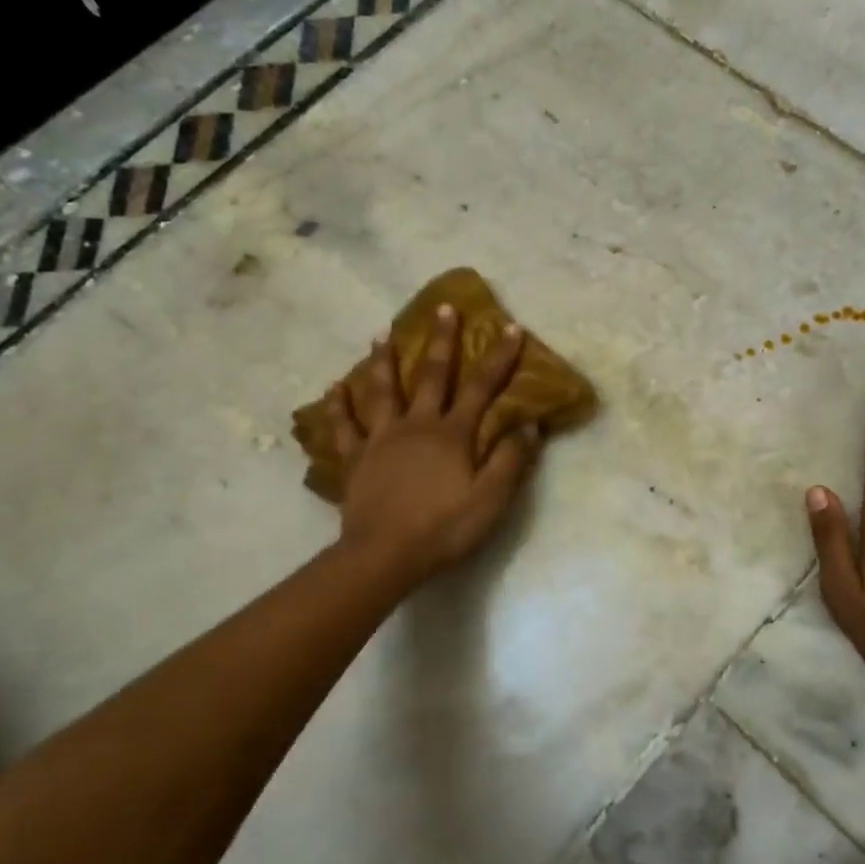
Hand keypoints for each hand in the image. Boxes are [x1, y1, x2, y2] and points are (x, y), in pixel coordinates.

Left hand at [324, 305, 539, 587]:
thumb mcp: (491, 499)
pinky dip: (338, 406)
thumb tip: (530, 424)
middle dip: (441, 341)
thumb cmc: (443, 528)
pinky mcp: (356, 460)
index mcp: (452, 434)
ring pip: (382, 391)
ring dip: (384, 361)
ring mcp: (381, 440)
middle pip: (431, 376)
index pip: (481, 388)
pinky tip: (334, 388)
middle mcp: (416, 426)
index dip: (498, 358)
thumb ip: (511, 460)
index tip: (510, 328)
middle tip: (443, 308)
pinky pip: (344, 428)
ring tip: (382, 335)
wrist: (384, 555)